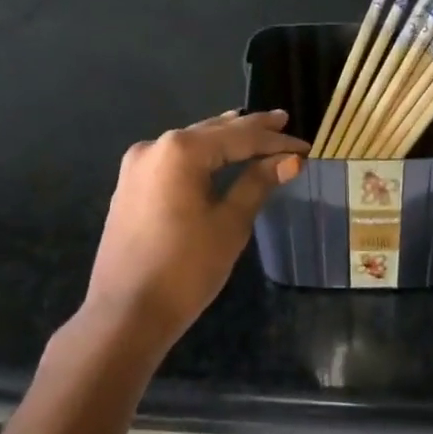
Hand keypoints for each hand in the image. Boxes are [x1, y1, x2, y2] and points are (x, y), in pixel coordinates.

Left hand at [87, 109, 306, 347]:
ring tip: (254, 129)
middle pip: (212, 132)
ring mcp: (137, 166)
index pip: (240, 138)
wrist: (127, 312)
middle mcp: (155, 147)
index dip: (275, 141)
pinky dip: (200, 157)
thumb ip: (257, 184)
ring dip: (223, 139)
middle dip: (249, 130)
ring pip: (190, 144)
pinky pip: (173, 161)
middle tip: (282, 121)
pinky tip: (215, 156)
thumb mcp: (230, 224)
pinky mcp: (130, 187)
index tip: (305, 146)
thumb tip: (289, 160)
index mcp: (181, 151)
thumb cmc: (186, 268)